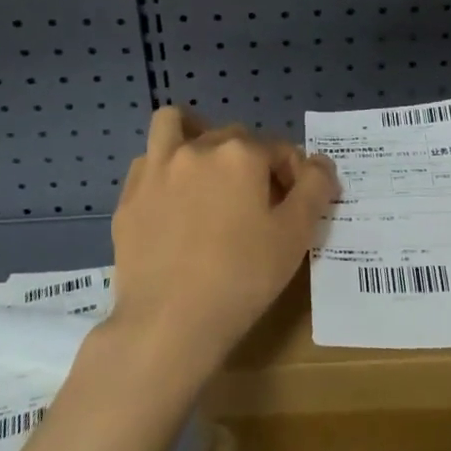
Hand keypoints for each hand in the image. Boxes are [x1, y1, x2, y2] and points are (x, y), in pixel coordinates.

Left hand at [109, 107, 337, 384]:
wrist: (167, 324)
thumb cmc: (242, 277)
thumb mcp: (296, 235)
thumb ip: (315, 188)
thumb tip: (321, 163)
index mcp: (241, 153)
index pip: (279, 149)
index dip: (294, 176)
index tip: (296, 207)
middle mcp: (197, 148)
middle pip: (235, 137)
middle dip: (252, 159)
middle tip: (259, 202)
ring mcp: (156, 170)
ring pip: (176, 126)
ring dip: (196, 135)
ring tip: (207, 170)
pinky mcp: (129, 197)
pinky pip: (149, 162)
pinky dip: (165, 168)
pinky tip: (174, 200)